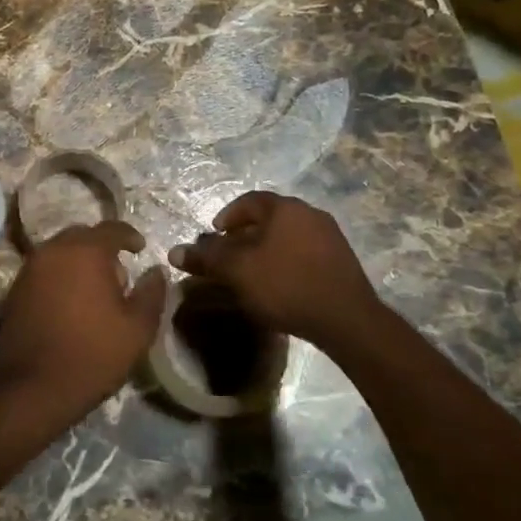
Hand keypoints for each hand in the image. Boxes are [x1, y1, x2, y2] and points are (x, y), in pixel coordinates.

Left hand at [0, 222, 168, 432]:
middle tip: (118, 274)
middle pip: (82, 236)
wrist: (33, 388)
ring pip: (60, 252)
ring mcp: (29, 269)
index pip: (112, 228)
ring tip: (95, 290)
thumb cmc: (93, 354)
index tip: (141, 249)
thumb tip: (156, 271)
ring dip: (79, 262)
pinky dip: (60, 276)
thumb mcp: (137, 329)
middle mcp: (53, 250)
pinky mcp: (15, 289)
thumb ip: (152, 293)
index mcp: (85, 251)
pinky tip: (71, 303)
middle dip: (102, 248)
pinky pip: (44, 270)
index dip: (130, 236)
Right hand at [169, 192, 386, 351]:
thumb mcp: (237, 272)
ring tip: (252, 273)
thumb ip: (206, 258)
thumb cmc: (285, 285)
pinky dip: (286, 262)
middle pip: (269, 218)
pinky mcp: (342, 262)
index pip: (250, 201)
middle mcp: (310, 214)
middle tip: (229, 256)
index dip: (228, 216)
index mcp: (285, 208)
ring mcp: (331, 237)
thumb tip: (174, 252)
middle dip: (245, 235)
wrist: (347, 319)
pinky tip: (280, 285)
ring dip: (266, 249)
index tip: (214, 235)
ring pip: (288, 236)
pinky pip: (305, 253)